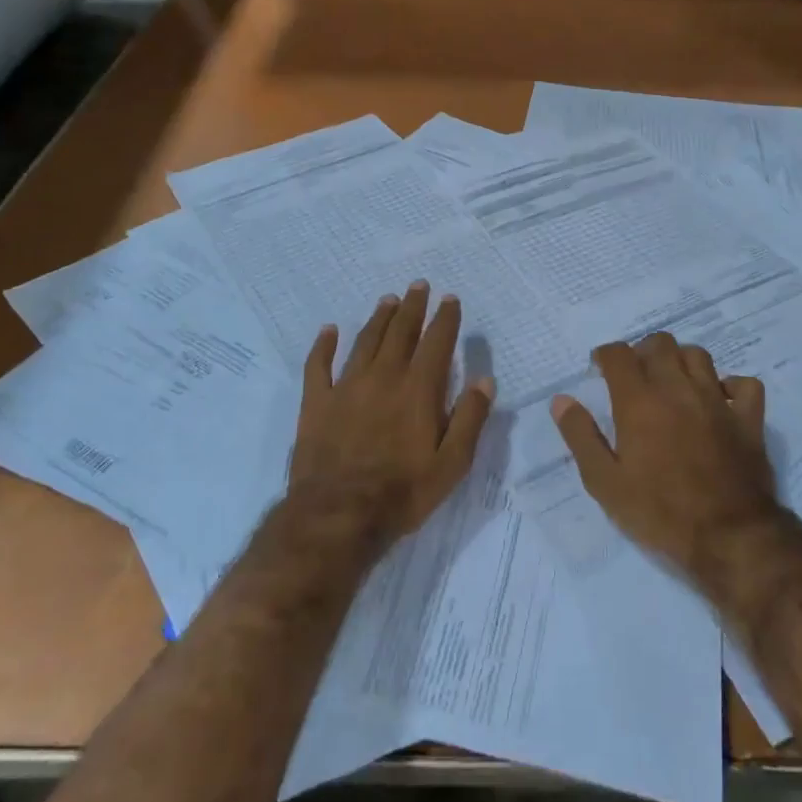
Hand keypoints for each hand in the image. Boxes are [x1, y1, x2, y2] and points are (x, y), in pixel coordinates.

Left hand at [289, 282, 495, 548]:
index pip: (436, 343)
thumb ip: (470, 419)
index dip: (445, 319)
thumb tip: (484, 380)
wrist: (338, 515)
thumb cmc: (402, 492)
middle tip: (418, 286)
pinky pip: (318, 365)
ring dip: (378, 318)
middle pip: (400, 332)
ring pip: (365, 341)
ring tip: (388, 300)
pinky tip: (328, 330)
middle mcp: (383, 377)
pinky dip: (323, 345)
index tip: (450, 299)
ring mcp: (346, 387)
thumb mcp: (452, 464)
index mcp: (418, 390)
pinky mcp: (317, 402)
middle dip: (412, 307)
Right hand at [551, 334, 779, 582]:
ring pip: (698, 355)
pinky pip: (744, 384)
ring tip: (672, 383)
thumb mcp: (605, 483)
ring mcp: (717, 401)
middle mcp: (678, 389)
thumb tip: (561, 400)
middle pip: (660, 343)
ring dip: (681, 361)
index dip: (605, 356)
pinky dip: (730, 385)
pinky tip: (719, 400)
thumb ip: (581, 436)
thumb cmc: (660, 513)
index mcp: (639, 401)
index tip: (599, 370)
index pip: (619, 354)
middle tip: (634, 377)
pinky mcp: (749, 419)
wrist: (730, 539)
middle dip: (642, 352)